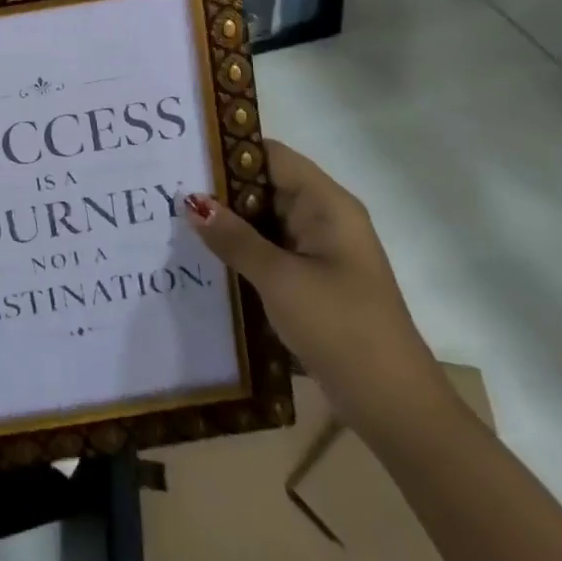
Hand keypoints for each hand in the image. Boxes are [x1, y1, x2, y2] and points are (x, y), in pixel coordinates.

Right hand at [185, 140, 451, 438]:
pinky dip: (238, 248)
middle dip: (218, 186)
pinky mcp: (310, 280)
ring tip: (170, 214)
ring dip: (225, 220)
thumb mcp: (280, 280)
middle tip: (164, 184)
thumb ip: (233, 238)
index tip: (181, 151)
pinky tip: (200, 252)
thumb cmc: (343, 330)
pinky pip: (267, 249)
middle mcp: (323, 219)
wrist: (397, 411)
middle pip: (263, 185)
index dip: (228, 149)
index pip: (271, 155)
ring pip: (262, 219)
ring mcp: (318, 252)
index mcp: (327, 205)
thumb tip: (191, 200)